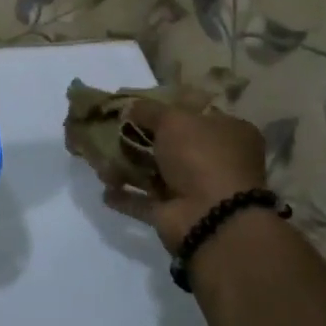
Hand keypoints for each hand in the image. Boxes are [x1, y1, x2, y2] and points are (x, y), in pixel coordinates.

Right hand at [102, 100, 266, 254]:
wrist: (213, 219)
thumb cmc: (201, 156)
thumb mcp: (173, 119)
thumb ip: (148, 110)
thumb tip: (130, 107)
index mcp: (227, 133)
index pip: (192, 114)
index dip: (164, 109)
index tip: (135, 106)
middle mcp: (214, 161)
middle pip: (169, 145)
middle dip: (138, 140)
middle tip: (109, 132)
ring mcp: (194, 190)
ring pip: (154, 173)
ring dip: (127, 167)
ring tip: (98, 161)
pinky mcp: (175, 215)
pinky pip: (144, 202)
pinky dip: (125, 196)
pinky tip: (106, 190)